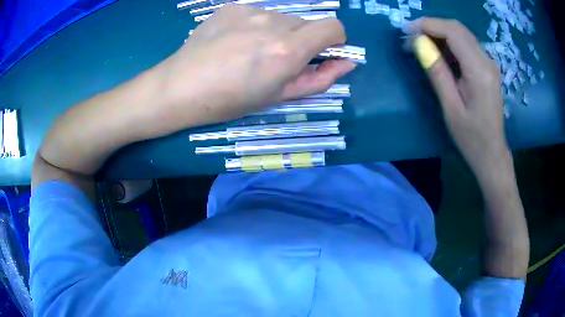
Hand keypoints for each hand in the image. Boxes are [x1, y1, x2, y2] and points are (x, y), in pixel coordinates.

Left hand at [152, 4, 355, 127]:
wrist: (180, 87)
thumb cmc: (230, 101)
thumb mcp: (279, 97)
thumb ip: (320, 79)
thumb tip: (347, 63)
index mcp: (288, 49)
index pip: (335, 27)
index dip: (334, 40)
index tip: (321, 53)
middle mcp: (274, 22)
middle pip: (306, 23)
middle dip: (301, 40)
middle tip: (274, 60)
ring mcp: (250, 10)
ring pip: (281, 18)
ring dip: (276, 32)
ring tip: (248, 51)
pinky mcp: (232, 6)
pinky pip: (257, 13)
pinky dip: (255, 25)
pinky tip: (233, 40)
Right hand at [406, 18, 508, 174]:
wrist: (492, 153)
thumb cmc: (471, 137)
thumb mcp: (450, 107)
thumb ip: (436, 72)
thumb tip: (418, 44)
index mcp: (479, 71)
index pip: (453, 32)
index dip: (428, 25)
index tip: (407, 30)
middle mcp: (487, 61)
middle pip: (458, 29)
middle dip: (432, 26)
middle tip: (411, 37)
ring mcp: (488, 63)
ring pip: (462, 35)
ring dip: (439, 33)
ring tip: (420, 44)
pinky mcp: (487, 68)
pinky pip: (466, 46)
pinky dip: (449, 43)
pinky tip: (438, 52)